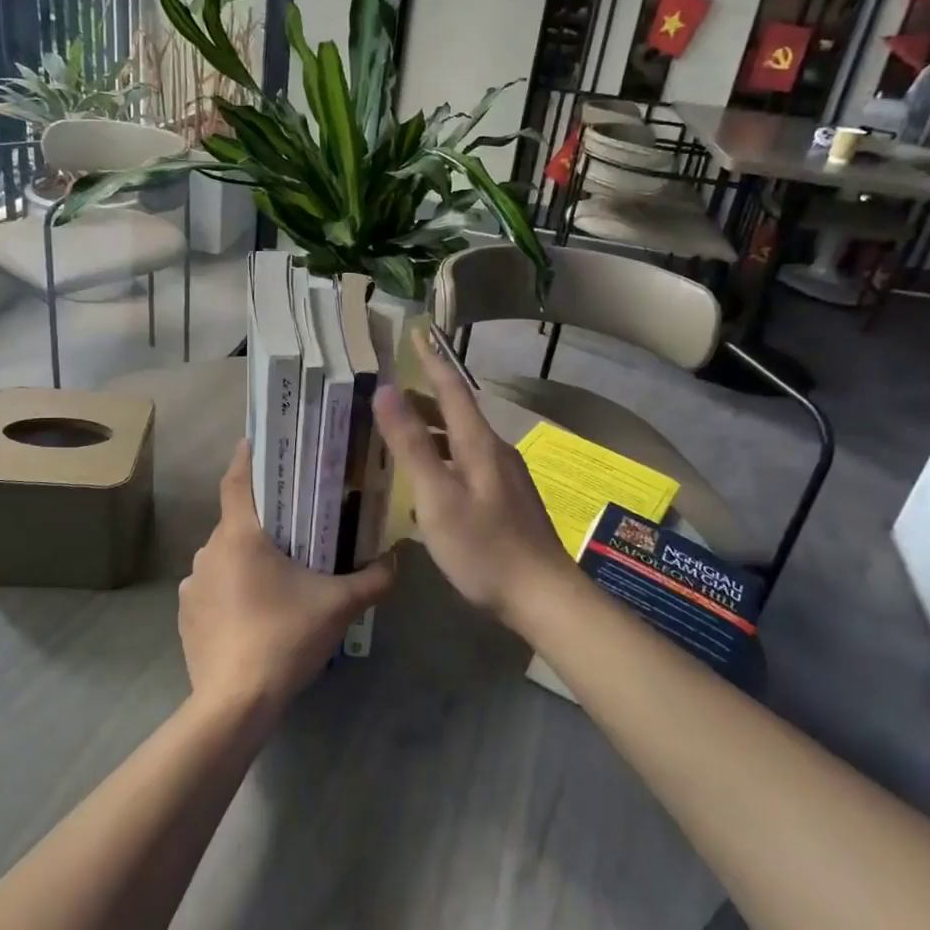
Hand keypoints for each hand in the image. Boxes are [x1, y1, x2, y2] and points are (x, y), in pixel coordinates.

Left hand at [178, 441, 393, 714]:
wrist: (235, 703)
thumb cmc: (285, 638)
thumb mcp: (339, 606)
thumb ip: (373, 578)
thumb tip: (396, 559)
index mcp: (240, 536)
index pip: (237, 480)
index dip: (246, 456)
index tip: (258, 441)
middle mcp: (209, 551)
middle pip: (236, 520)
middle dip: (262, 517)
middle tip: (294, 520)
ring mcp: (193, 584)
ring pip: (224, 555)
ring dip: (247, 556)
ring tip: (277, 571)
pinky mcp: (187, 615)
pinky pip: (212, 587)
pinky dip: (231, 587)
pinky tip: (254, 610)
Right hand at [373, 333, 571, 630]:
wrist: (542, 596)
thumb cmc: (484, 548)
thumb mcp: (438, 497)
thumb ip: (412, 445)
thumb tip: (386, 391)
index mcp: (479, 444)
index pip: (452, 388)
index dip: (431, 360)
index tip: (415, 333)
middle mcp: (495, 452)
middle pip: (457, 413)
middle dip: (425, 397)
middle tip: (389, 392)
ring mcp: (504, 477)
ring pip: (463, 440)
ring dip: (433, 429)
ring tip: (401, 433)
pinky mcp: (506, 500)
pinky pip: (468, 462)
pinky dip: (444, 456)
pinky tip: (429, 479)